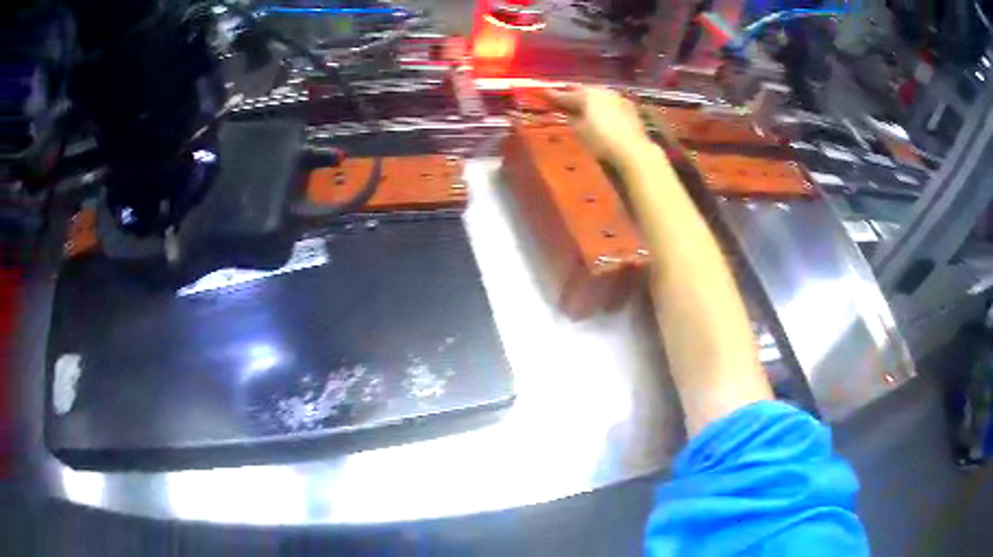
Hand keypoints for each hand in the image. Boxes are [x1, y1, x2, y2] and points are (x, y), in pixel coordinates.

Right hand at [543, 86, 652, 165]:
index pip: (565, 95)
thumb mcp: (579, 131)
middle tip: (564, 95)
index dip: (553, 95)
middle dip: (573, 93)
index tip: (544, 93)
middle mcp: (601, 91)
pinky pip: (610, 100)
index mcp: (585, 95)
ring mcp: (617, 97)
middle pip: (583, 90)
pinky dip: (603, 104)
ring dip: (589, 97)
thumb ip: (571, 118)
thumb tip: (568, 112)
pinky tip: (602, 110)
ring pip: (598, 93)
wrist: (633, 150)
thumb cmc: (601, 141)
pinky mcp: (628, 106)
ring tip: (583, 102)